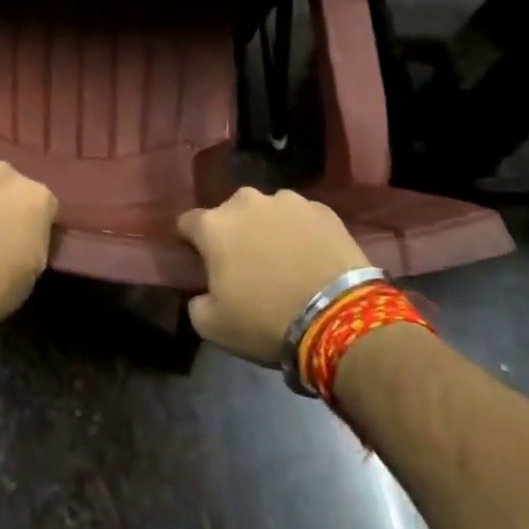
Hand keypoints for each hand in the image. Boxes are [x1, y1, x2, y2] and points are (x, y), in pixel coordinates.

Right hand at [177, 189, 370, 366]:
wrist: (340, 319)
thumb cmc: (267, 321)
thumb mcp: (214, 327)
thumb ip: (197, 303)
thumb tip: (201, 294)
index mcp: (213, 224)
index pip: (187, 223)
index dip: (191, 243)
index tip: (201, 263)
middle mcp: (245, 201)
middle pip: (230, 214)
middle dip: (234, 234)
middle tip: (248, 266)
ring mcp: (286, 201)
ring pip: (268, 212)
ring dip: (269, 230)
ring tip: (286, 262)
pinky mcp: (322, 210)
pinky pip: (302, 219)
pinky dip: (302, 234)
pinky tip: (313, 259)